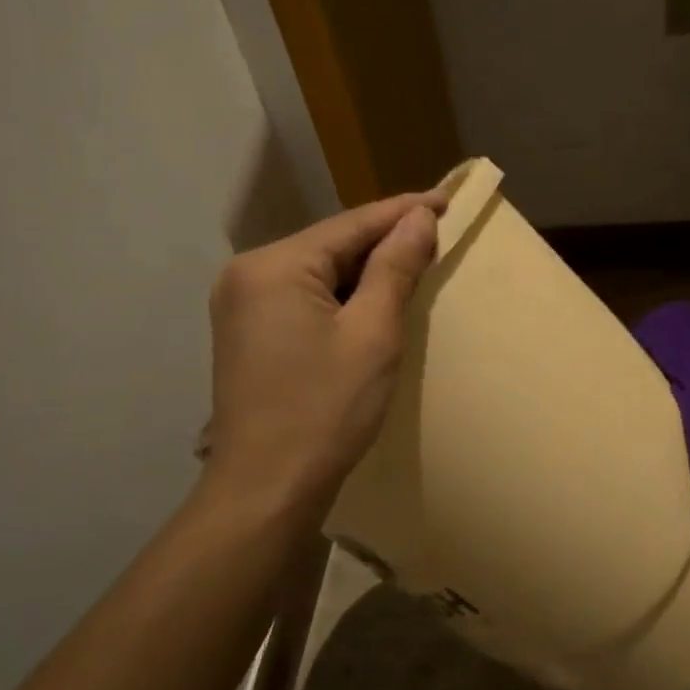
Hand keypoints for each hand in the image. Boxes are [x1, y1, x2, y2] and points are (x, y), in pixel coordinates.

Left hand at [204, 192, 444, 516]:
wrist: (266, 490)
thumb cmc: (326, 410)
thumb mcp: (372, 334)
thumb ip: (395, 268)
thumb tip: (419, 217)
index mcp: (273, 266)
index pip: (351, 224)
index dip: (403, 211)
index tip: (447, 199)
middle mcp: (248, 274)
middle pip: (329, 244)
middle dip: (383, 241)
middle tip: (437, 234)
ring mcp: (241, 305)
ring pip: (317, 272)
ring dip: (363, 270)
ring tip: (414, 264)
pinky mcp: (247, 333)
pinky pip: (303, 297)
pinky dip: (340, 296)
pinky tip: (372, 301)